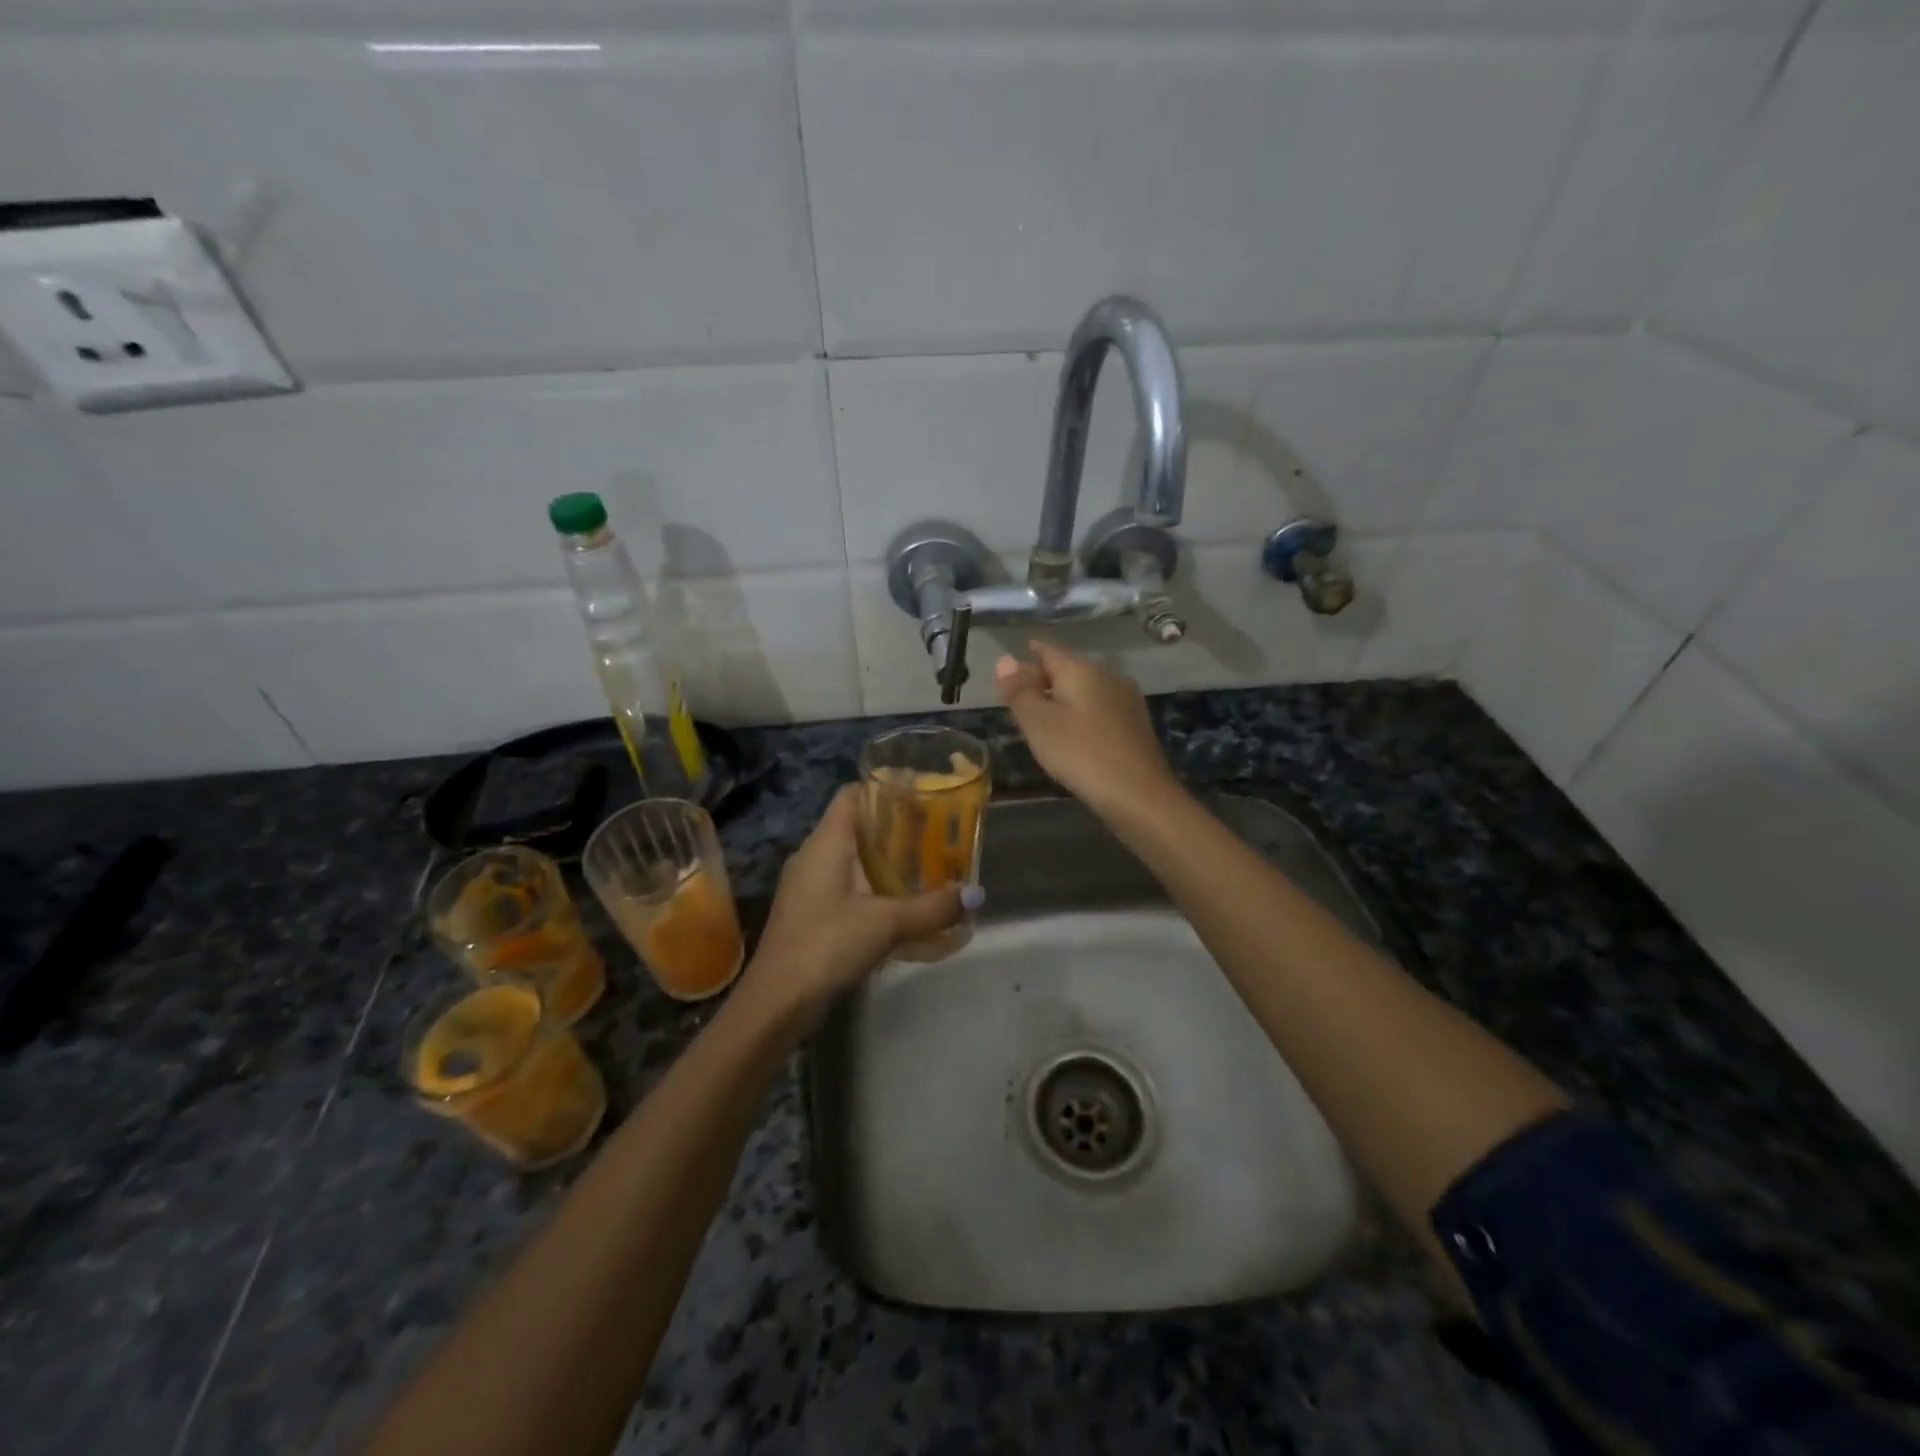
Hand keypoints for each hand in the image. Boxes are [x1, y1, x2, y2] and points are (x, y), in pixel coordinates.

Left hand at [742, 786, 969, 1016]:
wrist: (777, 1001)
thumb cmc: (826, 945)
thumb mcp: (886, 923)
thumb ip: (932, 908)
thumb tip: (976, 894)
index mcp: (825, 842)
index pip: (851, 794)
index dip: (883, 787)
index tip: (921, 794)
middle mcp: (812, 855)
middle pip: (855, 825)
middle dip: (894, 826)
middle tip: (934, 832)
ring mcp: (807, 885)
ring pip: (850, 857)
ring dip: (884, 859)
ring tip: (925, 864)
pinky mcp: (809, 912)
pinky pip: (844, 884)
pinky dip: (871, 884)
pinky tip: (898, 902)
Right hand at [994, 640, 1182, 819]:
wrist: (1139, 794)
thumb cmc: (1080, 754)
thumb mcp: (1039, 723)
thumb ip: (1019, 691)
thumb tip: (1004, 659)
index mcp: (1080, 669)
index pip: (1047, 650)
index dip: (1025, 657)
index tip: (1008, 669)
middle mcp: (1106, 674)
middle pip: (1067, 668)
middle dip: (1042, 679)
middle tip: (1018, 698)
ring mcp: (1125, 698)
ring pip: (1084, 689)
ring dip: (1062, 698)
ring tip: (1040, 718)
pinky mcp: (1135, 723)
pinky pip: (1099, 708)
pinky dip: (1080, 714)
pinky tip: (1072, 734)